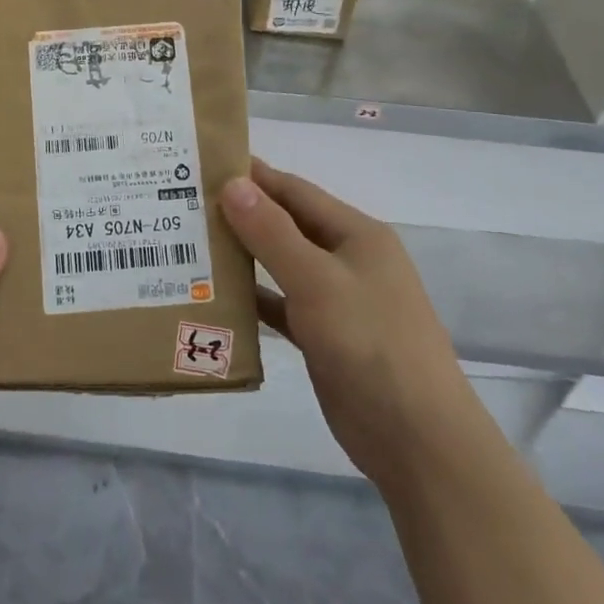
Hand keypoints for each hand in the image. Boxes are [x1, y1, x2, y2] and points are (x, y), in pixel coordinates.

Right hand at [221, 159, 470, 491]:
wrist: (417, 440)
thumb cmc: (370, 345)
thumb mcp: (318, 281)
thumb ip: (272, 232)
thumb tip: (232, 183)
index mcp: (356, 234)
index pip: (295, 190)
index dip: (253, 175)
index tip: (204, 163)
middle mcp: (347, 260)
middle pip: (286, 226)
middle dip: (241, 214)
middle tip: (186, 204)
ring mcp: (337, 300)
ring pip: (281, 265)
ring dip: (243, 255)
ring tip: (191, 243)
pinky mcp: (325, 337)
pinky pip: (281, 305)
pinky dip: (253, 298)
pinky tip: (216, 296)